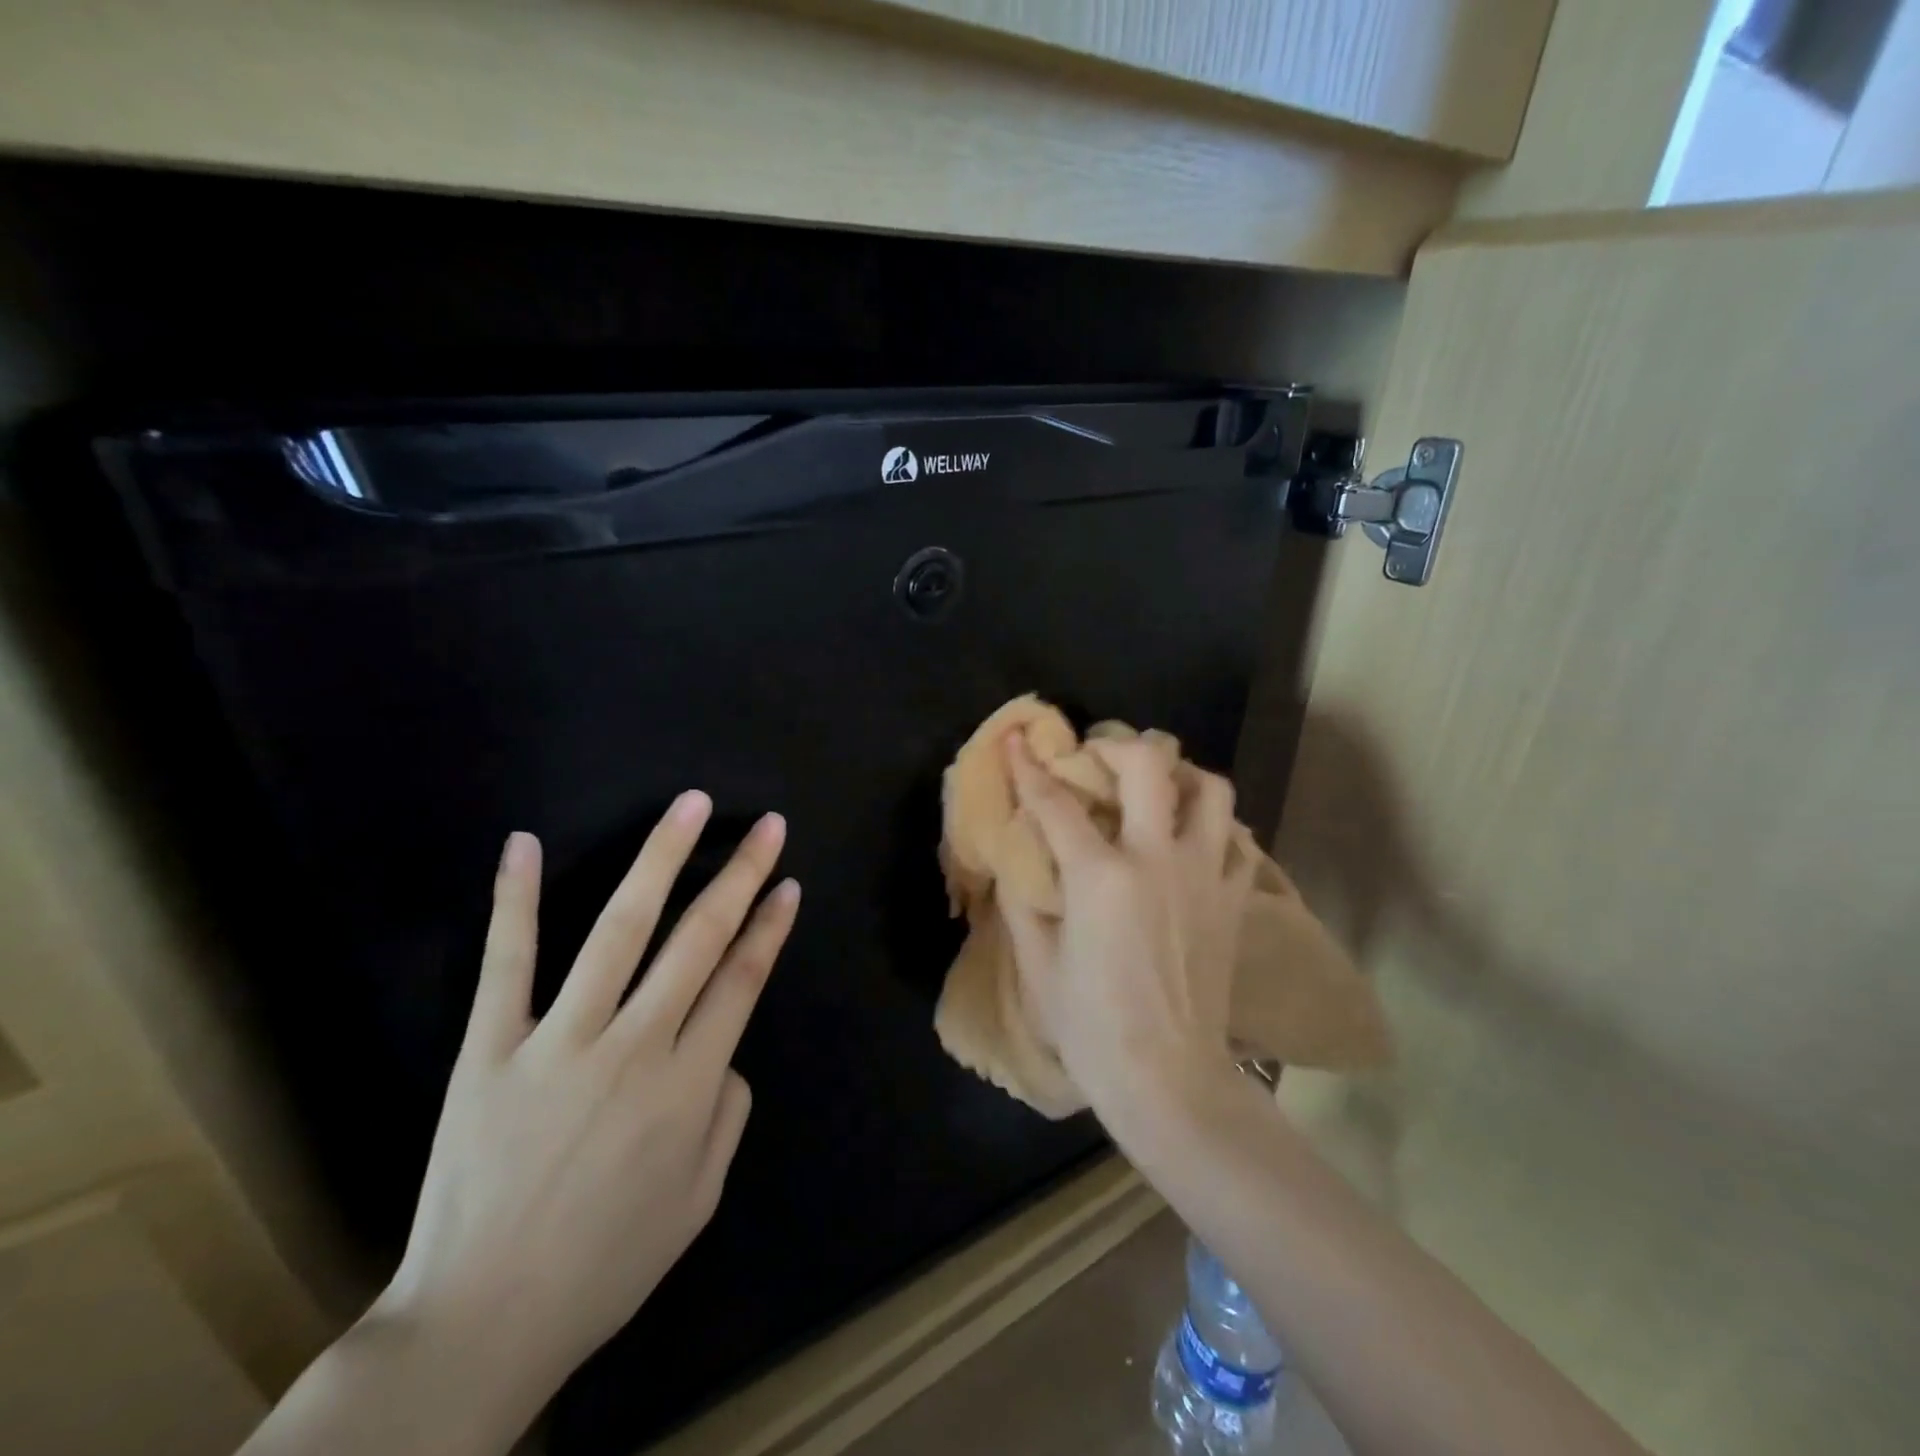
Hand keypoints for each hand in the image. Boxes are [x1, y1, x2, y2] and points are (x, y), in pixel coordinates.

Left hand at [372, 794, 799, 1413]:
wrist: (482, 1323)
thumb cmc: (606, 1264)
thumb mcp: (700, 1199)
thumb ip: (727, 1112)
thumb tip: (725, 1049)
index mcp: (689, 1087)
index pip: (742, 981)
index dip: (769, 927)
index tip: (787, 882)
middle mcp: (634, 1049)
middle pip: (698, 940)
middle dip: (740, 876)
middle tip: (767, 826)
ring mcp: (558, 1042)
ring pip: (619, 932)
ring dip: (659, 861)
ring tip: (689, 807)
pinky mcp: (488, 1049)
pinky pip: (506, 965)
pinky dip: (515, 901)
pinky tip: (525, 844)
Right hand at [1003, 736, 1251, 1133]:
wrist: (1169, 1079)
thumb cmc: (1093, 1027)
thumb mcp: (1039, 965)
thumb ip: (1023, 903)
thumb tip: (1017, 862)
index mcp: (1100, 877)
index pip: (1056, 803)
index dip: (1030, 767)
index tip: (1019, 739)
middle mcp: (1157, 859)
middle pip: (1150, 767)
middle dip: (1119, 745)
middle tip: (1100, 755)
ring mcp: (1205, 875)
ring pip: (1211, 790)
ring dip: (1182, 775)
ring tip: (1159, 786)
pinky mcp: (1235, 900)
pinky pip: (1238, 841)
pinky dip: (1216, 827)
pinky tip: (1194, 838)